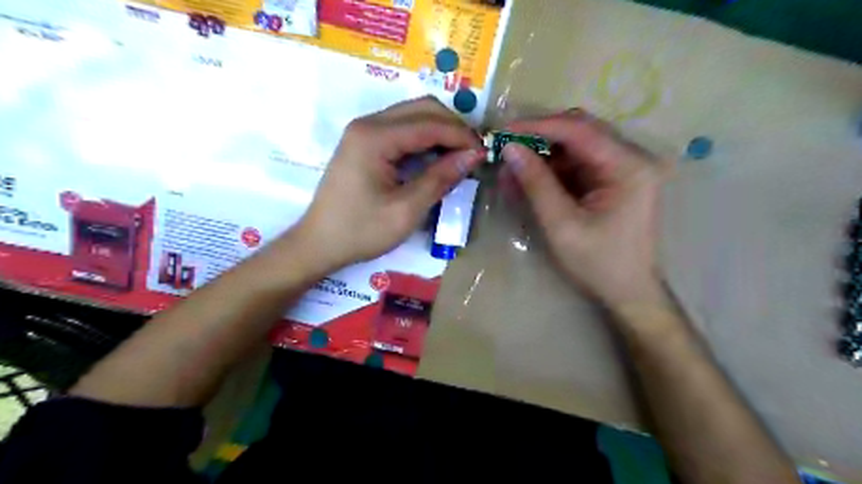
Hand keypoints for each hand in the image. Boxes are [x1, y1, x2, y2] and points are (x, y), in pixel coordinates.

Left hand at [290, 99, 480, 272]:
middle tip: (473, 153)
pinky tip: (436, 158)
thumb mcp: (406, 210)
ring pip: (413, 115)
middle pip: (422, 108)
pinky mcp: (363, 143)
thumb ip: (440, 178)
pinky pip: (401, 129)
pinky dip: (424, 139)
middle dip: (453, 127)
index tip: (484, 154)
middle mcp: (368, 124)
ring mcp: (363, 131)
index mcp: (375, 137)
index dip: (462, 136)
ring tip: (459, 156)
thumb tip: (473, 156)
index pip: (430, 123)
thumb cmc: (361, 231)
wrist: (319, 243)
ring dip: (440, 131)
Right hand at [507, 110, 665, 309]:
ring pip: (574, 148)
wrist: (627, 292)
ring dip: (541, 157)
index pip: (579, 130)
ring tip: (509, 172)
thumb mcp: (562, 225)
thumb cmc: (598, 263)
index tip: (503, 132)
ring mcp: (623, 168)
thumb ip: (536, 183)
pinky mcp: (612, 180)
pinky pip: (576, 165)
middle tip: (504, 149)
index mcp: (628, 166)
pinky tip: (526, 182)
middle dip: (538, 139)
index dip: (537, 126)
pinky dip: (550, 172)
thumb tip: (509, 149)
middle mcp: (631, 158)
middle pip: (579, 132)